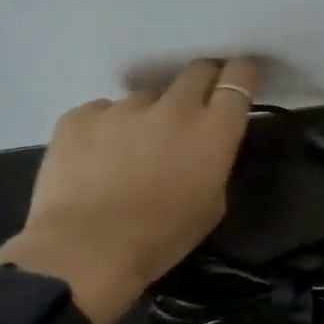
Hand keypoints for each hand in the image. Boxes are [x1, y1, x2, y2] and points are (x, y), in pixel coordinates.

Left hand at [0, 58, 258, 323]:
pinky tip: (98, 159)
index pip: (238, 79)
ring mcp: (124, 107)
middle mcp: (174, 107)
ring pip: (146, 97)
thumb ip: (216, 161)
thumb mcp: (213, 203)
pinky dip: (107, 129)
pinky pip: (103, 112)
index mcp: (213, 129)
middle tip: (194, 109)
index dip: (242, 76)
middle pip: (197, 71)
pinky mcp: (81, 116)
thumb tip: (205, 145)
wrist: (85, 251)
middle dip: (202, 83)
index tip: (239, 82)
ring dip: (149, 115)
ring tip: (133, 150)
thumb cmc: (161, 237)